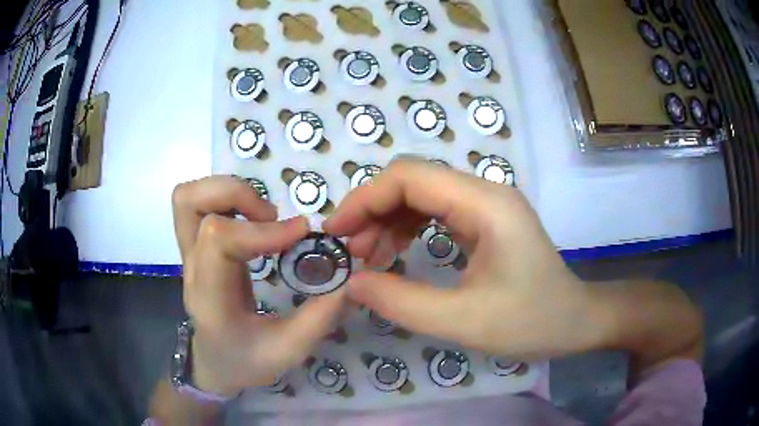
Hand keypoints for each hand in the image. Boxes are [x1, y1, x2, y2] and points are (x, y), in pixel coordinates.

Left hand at [172, 176, 345, 396]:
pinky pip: (198, 203)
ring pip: (188, 196)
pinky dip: (225, 198)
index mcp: (211, 297)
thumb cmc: (246, 361)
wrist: (214, 363)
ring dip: (228, 192)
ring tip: (261, 216)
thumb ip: (320, 317)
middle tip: (271, 218)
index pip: (219, 240)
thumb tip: (349, 277)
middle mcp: (192, 267)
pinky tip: (251, 221)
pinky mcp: (195, 246)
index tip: (301, 234)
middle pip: (190, 202)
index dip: (262, 229)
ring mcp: (188, 253)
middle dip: (237, 195)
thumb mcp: (289, 350)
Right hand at [324, 159, 598, 359]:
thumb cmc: (532, 322)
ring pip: (421, 194)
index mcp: (485, 204)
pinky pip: (435, 212)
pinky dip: (406, 228)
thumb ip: (402, 302)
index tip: (336, 233)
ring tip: (367, 257)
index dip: (364, 199)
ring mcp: (486, 205)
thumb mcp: (464, 321)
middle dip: (372, 210)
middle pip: (412, 180)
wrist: (575, 321)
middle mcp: (485, 192)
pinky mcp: (484, 221)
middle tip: (350, 252)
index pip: (410, 177)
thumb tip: (352, 283)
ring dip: (387, 220)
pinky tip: (394, 252)